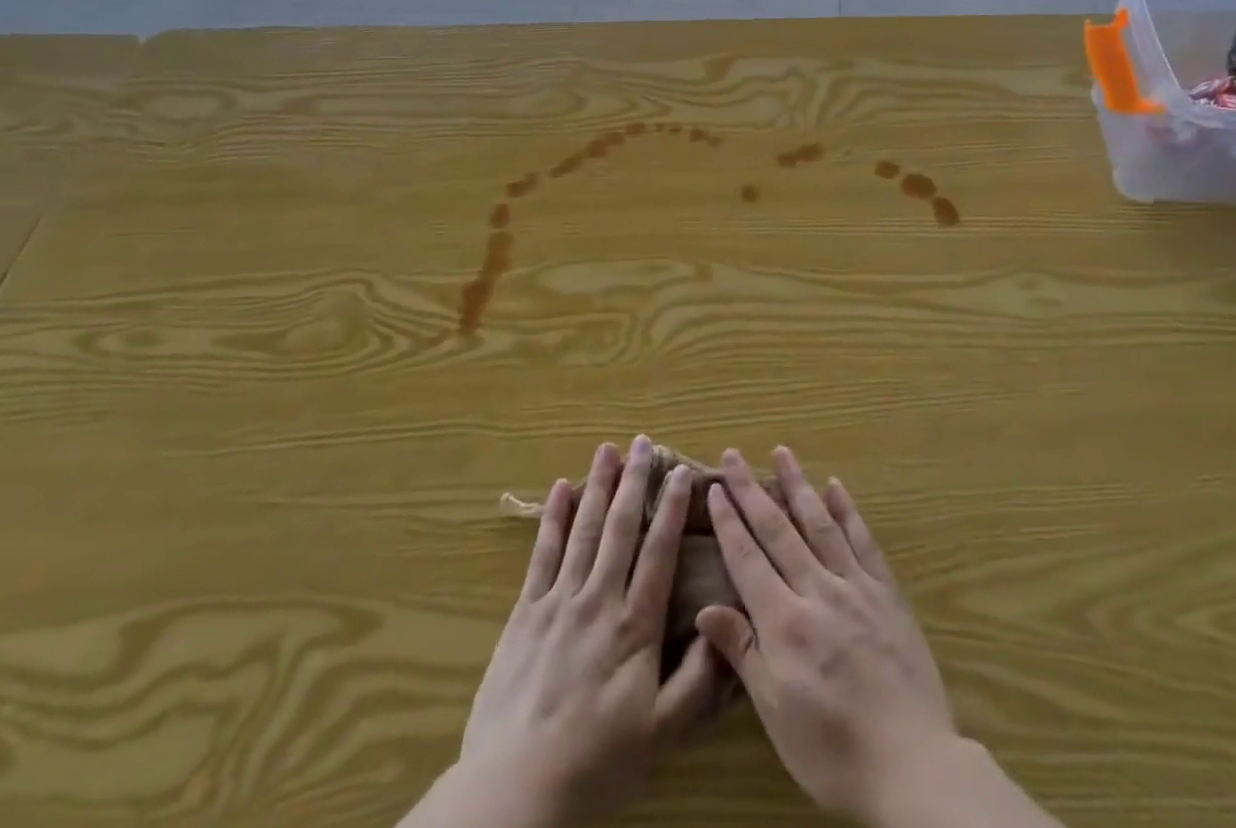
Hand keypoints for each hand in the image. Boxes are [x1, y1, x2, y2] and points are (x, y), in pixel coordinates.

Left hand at [400, 437, 724, 827]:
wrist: (514, 794)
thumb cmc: (596, 764)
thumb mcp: (661, 733)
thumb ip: (697, 678)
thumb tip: (721, 623)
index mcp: (635, 625)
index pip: (659, 551)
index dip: (672, 508)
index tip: (682, 472)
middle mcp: (599, 599)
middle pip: (621, 527)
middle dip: (635, 480)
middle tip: (644, 442)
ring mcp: (559, 602)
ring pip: (584, 529)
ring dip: (598, 486)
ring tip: (608, 449)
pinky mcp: (525, 613)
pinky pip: (542, 554)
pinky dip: (553, 518)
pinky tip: (559, 489)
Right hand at [693, 447, 959, 826]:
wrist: (912, 765)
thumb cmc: (832, 750)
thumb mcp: (775, 713)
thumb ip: (742, 652)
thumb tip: (705, 609)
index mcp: (785, 621)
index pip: (748, 557)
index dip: (729, 520)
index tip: (714, 487)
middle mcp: (817, 590)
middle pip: (778, 529)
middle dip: (752, 490)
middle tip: (734, 454)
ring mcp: (855, 586)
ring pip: (819, 523)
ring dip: (798, 484)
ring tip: (782, 451)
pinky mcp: (887, 592)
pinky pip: (863, 541)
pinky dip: (847, 510)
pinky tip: (836, 486)